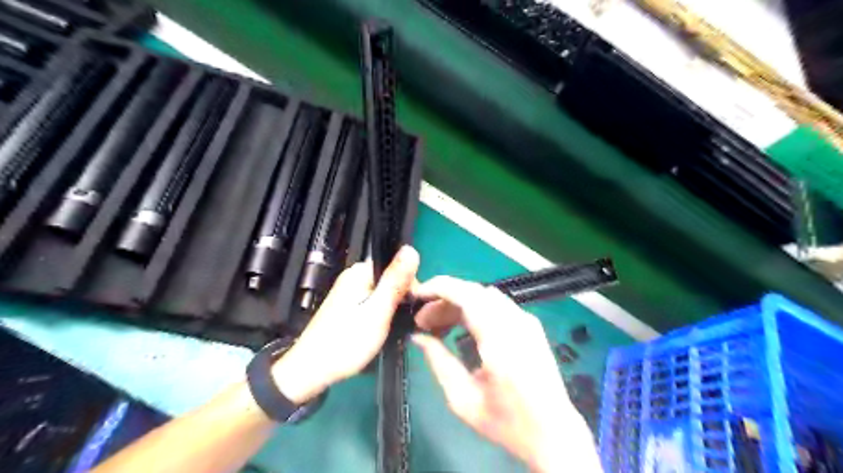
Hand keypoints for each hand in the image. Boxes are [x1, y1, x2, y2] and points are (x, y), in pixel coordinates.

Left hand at [272, 246, 418, 404]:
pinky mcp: (347, 306)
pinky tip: (382, 328)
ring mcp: (349, 292)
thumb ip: (395, 281)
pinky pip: (373, 302)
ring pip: (383, 292)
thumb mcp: (378, 311)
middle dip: (401, 297)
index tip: (413, 307)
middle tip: (403, 322)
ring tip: (394, 327)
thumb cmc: (347, 341)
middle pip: (390, 278)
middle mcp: (353, 277)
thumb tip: (411, 249)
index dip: (410, 284)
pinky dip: (381, 313)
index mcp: (360, 272)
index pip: (396, 266)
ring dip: (392, 307)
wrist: (311, 370)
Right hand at [414, 276, 598, 471]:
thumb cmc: (507, 422)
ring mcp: (526, 321)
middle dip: (443, 300)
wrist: (554, 433)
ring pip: (484, 296)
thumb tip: (418, 336)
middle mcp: (515, 321)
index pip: (466, 294)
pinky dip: (474, 309)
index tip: (416, 296)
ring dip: (458, 304)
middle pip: (473, 292)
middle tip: (423, 322)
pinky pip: (496, 305)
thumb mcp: (463, 399)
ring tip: (438, 327)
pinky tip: (462, 328)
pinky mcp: (530, 325)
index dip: (438, 288)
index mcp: (499, 338)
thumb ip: (438, 361)